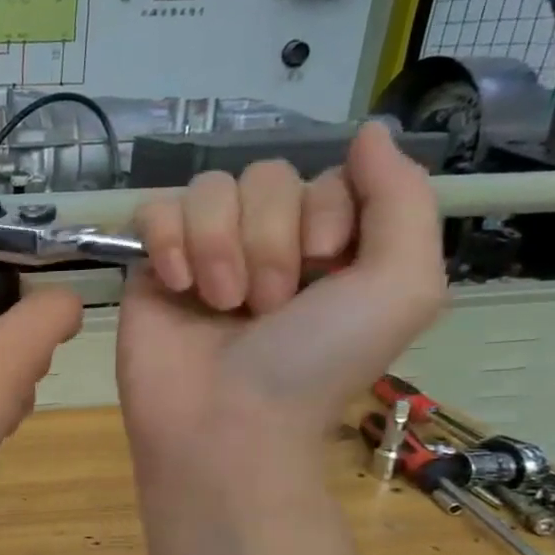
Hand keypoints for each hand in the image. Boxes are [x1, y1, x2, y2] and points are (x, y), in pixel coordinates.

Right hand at [117, 121, 445, 484]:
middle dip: (268, 240)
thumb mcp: (401, 287)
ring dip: (219, 246)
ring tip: (219, 304)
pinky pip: (154, 210)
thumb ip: (403, 199)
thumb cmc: (316, 364)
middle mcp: (266, 242)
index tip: (323, 269)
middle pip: (264, 177)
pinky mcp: (151, 268)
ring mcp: (204, 253)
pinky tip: (176, 284)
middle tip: (266, 306)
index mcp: (329, 244)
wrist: (226, 423)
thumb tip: (369, 131)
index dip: (324, 213)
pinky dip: (167, 240)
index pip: (325, 176)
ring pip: (208, 189)